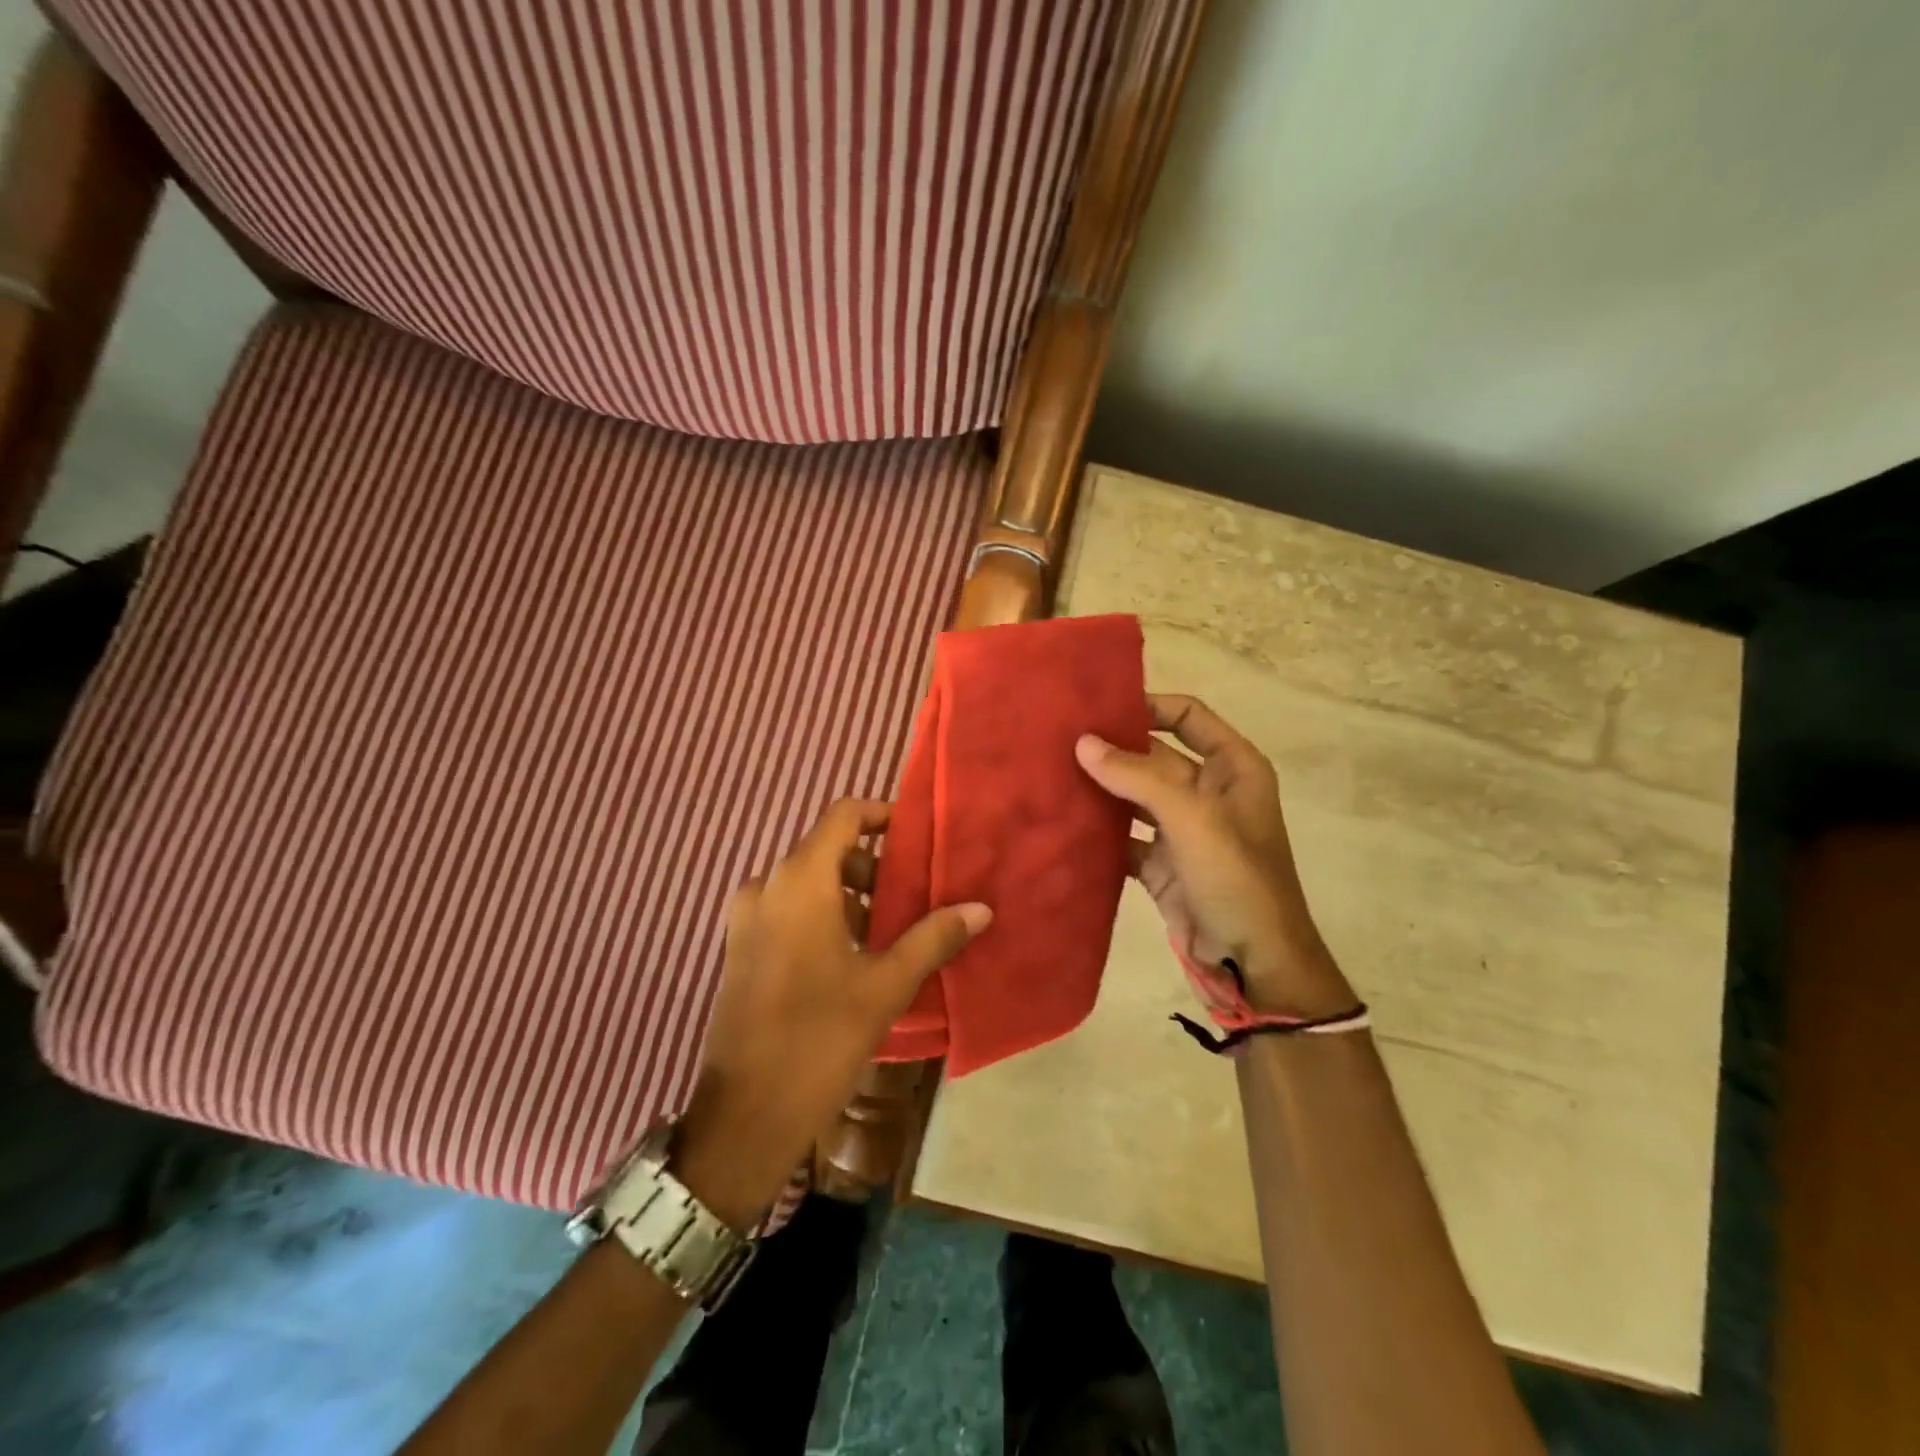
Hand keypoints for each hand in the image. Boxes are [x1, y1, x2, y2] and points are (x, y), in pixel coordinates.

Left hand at [670, 799, 990, 1230]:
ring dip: (850, 895)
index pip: (843, 816)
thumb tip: (981, 908)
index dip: (881, 816)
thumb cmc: (819, 1038)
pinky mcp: (741, 948)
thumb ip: (933, 937)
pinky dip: (823, 916)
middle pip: (827, 850)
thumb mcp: (885, 985)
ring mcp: (748, 918)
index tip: (917, 838)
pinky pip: (788, 910)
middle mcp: (767, 886)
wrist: (744, 1114)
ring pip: (808, 883)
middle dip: (873, 867)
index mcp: (800, 880)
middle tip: (912, 898)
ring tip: (889, 934)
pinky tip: (853, 958)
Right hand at [1075, 694, 1351, 1016]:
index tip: (1099, 705)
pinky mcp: (1160, 863)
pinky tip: (1063, 821)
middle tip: (1059, 737)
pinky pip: (1123, 837)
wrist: (1252, 963)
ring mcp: (1182, 829)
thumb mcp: (1193, 819)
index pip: (1188, 716)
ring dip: (1101, 788)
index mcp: (1233, 768)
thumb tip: (1083, 743)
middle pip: (1154, 755)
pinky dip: (1098, 832)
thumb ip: (1139, 777)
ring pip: (1134, 796)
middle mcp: (1207, 791)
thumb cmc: (1237, 879)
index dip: (1149, 705)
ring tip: (1051, 772)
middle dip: (1113, 747)